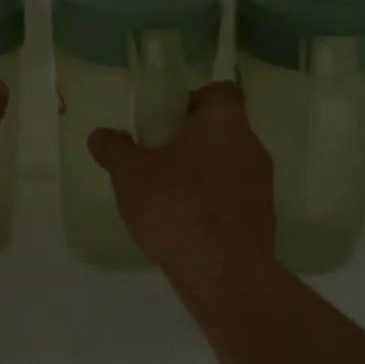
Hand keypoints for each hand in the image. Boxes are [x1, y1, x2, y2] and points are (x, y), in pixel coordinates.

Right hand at [87, 82, 276, 268]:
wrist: (224, 271)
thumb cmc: (177, 205)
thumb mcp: (131, 174)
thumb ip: (115, 149)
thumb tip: (100, 134)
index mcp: (225, 121)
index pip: (221, 92)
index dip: (194, 101)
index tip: (168, 122)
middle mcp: (252, 144)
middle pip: (224, 130)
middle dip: (194, 141)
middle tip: (161, 160)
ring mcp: (263, 183)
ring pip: (230, 165)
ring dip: (205, 174)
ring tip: (171, 196)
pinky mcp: (264, 218)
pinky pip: (236, 198)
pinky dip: (216, 204)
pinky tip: (190, 225)